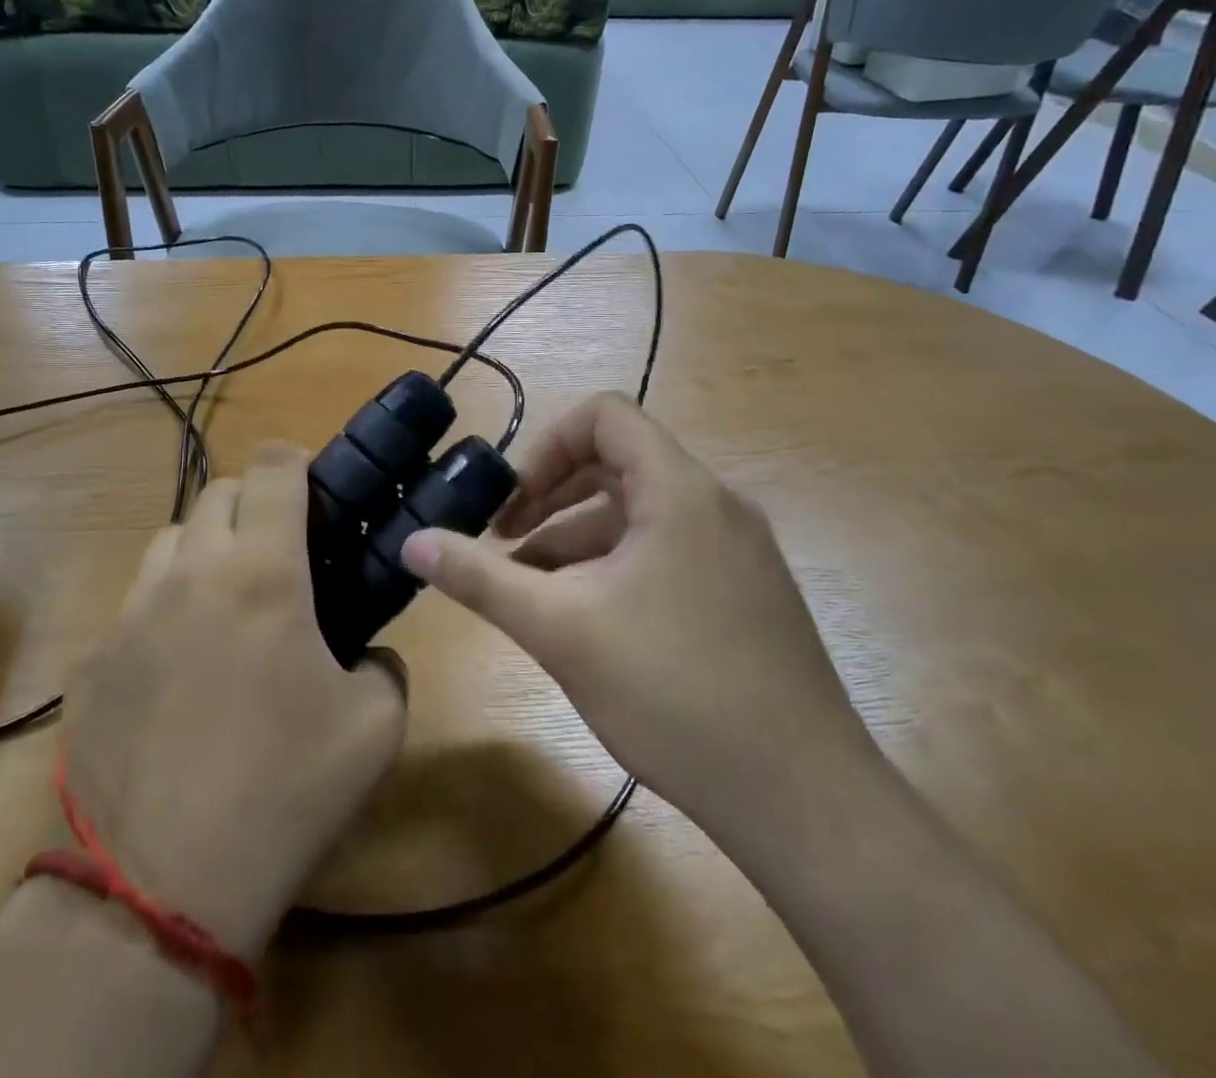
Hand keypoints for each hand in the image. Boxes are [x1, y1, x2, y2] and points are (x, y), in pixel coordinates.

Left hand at [58, 444, 406, 956]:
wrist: (164, 888)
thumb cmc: (286, 790)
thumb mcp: (376, 725)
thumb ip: (383, 664)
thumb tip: (367, 654)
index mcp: (262, 573)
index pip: (272, 467)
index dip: (295, 460)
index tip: (311, 485)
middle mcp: (190, 574)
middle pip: (216, 493)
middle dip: (251, 504)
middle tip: (278, 553)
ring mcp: (129, 615)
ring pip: (167, 542)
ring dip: (203, 551)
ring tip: (226, 606)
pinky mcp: (91, 662)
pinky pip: (133, 607)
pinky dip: (163, 613)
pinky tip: (177, 676)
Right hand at [401, 393, 877, 854]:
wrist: (804, 800)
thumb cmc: (673, 691)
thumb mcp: (559, 629)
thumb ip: (479, 578)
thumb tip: (411, 542)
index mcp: (679, 490)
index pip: (605, 416)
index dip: (547, 446)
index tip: (511, 504)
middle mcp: (716, 505)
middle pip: (619, 464)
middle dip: (552, 497)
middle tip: (506, 546)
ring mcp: (738, 552)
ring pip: (640, 516)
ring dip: (578, 539)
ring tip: (532, 592)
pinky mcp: (747, 595)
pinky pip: (668, 552)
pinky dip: (617, 566)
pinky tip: (588, 621)